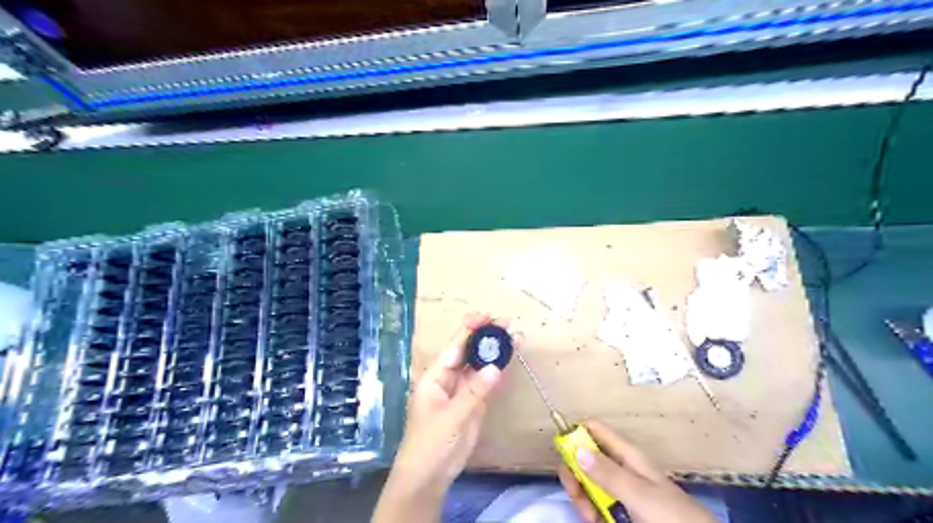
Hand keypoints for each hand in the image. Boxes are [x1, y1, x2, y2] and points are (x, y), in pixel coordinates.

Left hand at [373, 314, 506, 522]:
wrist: (429, 477)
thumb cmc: (430, 444)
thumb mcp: (451, 418)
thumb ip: (473, 393)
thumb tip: (495, 367)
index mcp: (435, 376)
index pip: (454, 347)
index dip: (469, 330)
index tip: (487, 316)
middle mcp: (448, 378)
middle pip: (468, 352)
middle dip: (486, 337)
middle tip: (508, 323)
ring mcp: (462, 390)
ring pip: (479, 365)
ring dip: (495, 351)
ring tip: (515, 336)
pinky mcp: (473, 403)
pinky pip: (486, 382)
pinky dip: (498, 370)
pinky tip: (509, 358)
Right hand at [557, 422, 714, 522]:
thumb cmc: (671, 515)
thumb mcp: (639, 493)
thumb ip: (608, 473)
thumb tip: (576, 448)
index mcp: (627, 454)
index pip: (594, 429)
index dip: (575, 432)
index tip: (561, 448)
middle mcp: (620, 467)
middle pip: (585, 457)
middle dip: (575, 472)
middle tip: (575, 490)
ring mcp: (620, 489)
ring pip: (588, 482)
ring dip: (582, 496)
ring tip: (590, 516)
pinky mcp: (620, 509)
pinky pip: (596, 503)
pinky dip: (591, 511)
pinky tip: (595, 521)